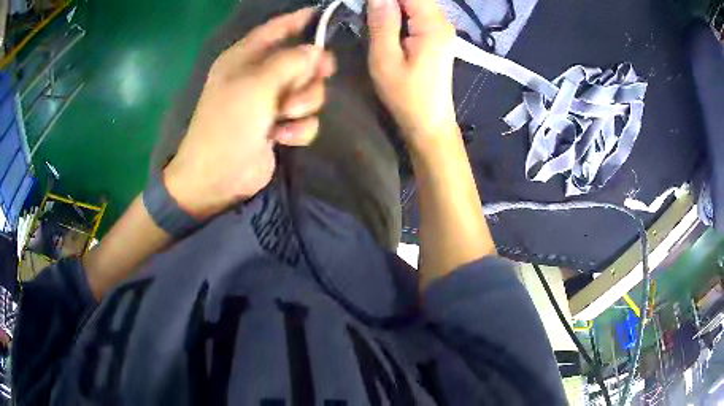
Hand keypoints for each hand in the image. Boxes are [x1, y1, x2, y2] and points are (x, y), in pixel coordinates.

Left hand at [163, 8, 334, 219]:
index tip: (324, 16)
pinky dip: (299, 129)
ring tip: (283, 118)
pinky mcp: (281, 126)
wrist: (218, 176)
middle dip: (309, 73)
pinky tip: (282, 138)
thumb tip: (315, 51)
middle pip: (302, 60)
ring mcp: (271, 102)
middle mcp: (260, 75)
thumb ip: (290, 62)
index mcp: (246, 57)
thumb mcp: (257, 85)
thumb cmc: (228, 123)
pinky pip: (306, 118)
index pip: (276, 28)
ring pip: (309, 91)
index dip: (299, 20)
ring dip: (303, 104)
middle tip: (313, 79)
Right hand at [367, 0, 457, 152]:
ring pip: (415, 4)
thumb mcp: (386, 59)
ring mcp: (442, 29)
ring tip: (372, 17)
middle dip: (388, 1)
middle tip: (366, 13)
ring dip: (393, 6)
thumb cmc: (406, 95)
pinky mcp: (438, 36)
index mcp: (432, 24)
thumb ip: (382, 23)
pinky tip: (386, 23)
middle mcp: (442, 21)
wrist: (429, 122)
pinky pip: (417, 14)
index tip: (365, 4)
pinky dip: (400, 13)